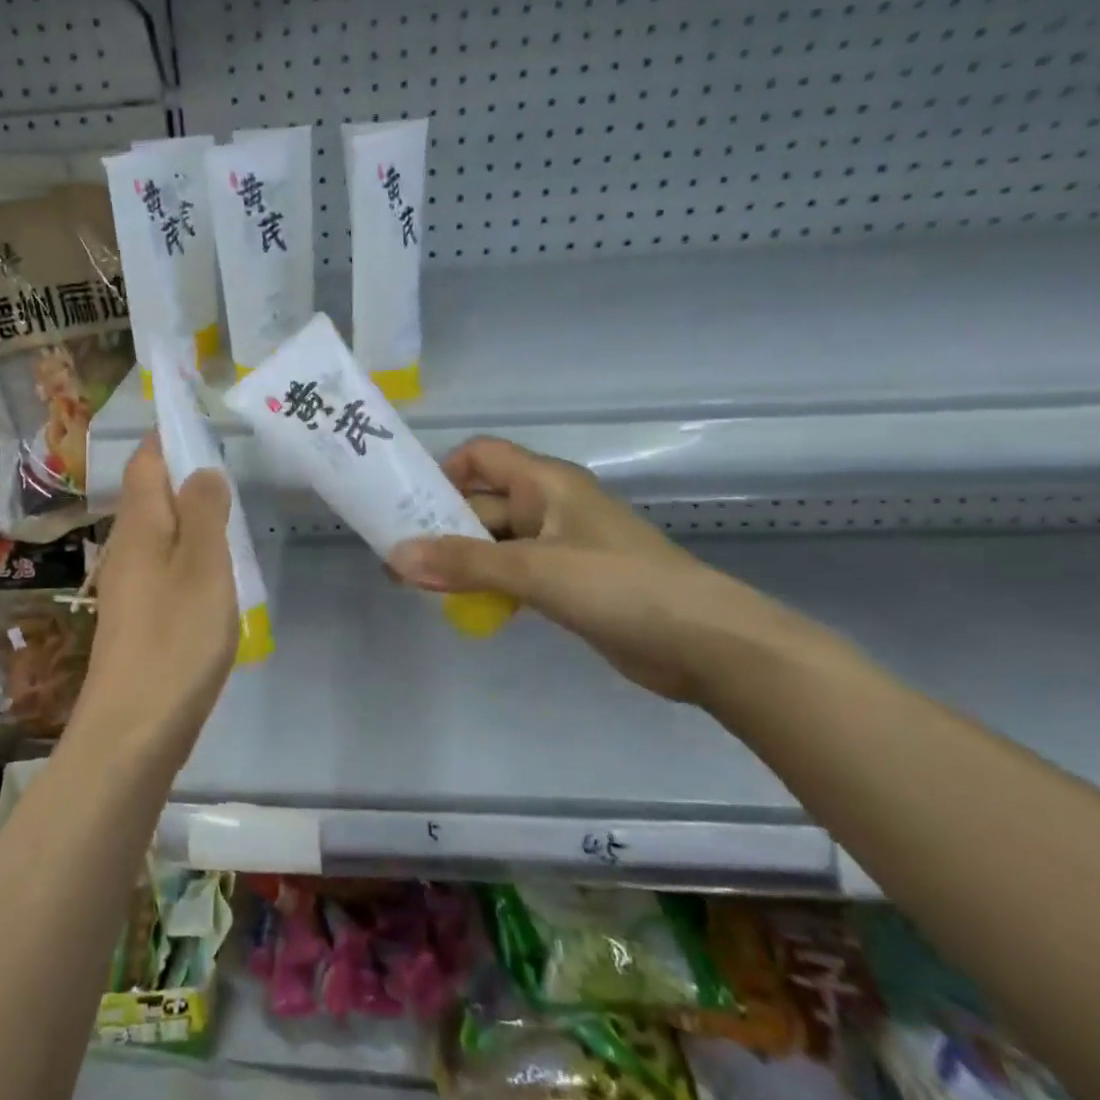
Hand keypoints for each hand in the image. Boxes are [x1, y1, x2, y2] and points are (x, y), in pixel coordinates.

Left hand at [66, 436, 239, 773]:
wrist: (134, 730)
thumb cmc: (175, 639)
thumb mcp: (204, 566)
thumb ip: (205, 512)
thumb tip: (202, 470)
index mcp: (139, 526)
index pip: (145, 462)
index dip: (167, 438)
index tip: (201, 422)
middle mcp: (126, 549)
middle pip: (150, 496)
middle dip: (183, 475)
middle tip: (231, 467)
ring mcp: (129, 587)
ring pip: (159, 534)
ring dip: (189, 517)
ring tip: (231, 515)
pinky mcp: (139, 620)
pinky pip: (164, 568)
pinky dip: (189, 556)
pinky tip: (215, 574)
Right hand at [386, 437, 799, 702]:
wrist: (704, 643)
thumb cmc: (619, 586)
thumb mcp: (535, 569)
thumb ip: (464, 563)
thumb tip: (395, 557)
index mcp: (546, 483)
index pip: (481, 456)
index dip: (442, 472)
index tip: (407, 506)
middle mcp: (549, 506)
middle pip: (482, 502)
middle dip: (440, 526)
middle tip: (396, 559)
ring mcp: (560, 546)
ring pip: (495, 542)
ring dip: (460, 560)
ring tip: (416, 586)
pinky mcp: (569, 583)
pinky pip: (514, 572)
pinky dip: (487, 583)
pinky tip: (463, 606)